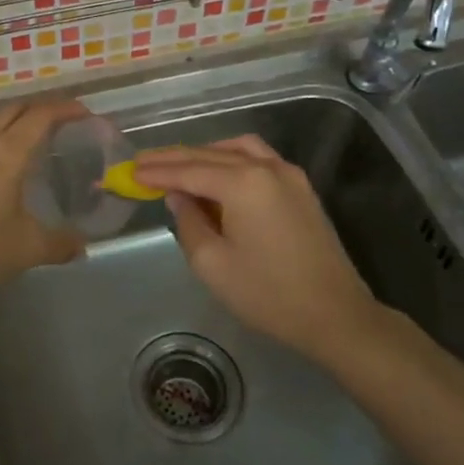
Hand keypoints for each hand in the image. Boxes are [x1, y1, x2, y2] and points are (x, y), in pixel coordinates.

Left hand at [0, 99, 88, 297]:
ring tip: (23, 134)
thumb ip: (59, 244)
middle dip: (39, 110)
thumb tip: (82, 246)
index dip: (64, 109)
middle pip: (12, 111)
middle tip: (60, 122)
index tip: (84, 113)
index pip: (40, 117)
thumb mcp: (28, 248)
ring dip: (9, 118)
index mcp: (8, 154)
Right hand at [133, 136, 400, 362]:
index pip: (188, 171)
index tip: (128, 172)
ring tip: (176, 166)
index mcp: (243, 183)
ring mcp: (288, 174)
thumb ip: (188, 222)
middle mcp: (266, 167)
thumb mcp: (213, 264)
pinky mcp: (300, 188)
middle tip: (141, 164)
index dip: (156, 172)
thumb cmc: (268, 294)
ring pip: (236, 150)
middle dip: (173, 159)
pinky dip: (230, 159)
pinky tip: (216, 173)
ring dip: (203, 155)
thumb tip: (178, 197)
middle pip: (210, 155)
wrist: (335, 315)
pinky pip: (257, 159)